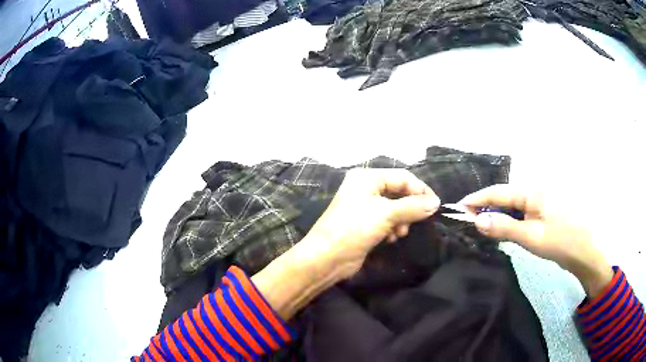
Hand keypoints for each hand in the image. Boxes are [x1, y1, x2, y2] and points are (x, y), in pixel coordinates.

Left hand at [253, 168, 439, 319]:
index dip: (420, 190)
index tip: (435, 206)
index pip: (402, 177)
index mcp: (367, 177)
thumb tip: (436, 202)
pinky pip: (387, 220)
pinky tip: (390, 238)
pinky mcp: (365, 223)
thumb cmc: (353, 229)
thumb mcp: (385, 215)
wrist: (326, 258)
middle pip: (399, 192)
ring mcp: (364, 206)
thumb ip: (413, 207)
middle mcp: (365, 188)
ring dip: (402, 220)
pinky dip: (392, 228)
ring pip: (395, 208)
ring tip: (398, 233)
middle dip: (409, 208)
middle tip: (414, 222)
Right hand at [460, 184, 612, 297]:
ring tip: (483, 229)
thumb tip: (476, 220)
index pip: (498, 192)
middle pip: (504, 198)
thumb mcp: (531, 237)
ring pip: (512, 208)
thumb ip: (504, 227)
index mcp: (532, 192)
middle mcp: (534, 193)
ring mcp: (540, 204)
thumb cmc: (560, 241)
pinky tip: (505, 232)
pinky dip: (509, 223)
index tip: (458, 208)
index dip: (477, 199)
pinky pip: (521, 215)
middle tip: (468, 223)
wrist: (585, 252)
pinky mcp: (543, 215)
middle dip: (485, 209)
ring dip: (497, 217)